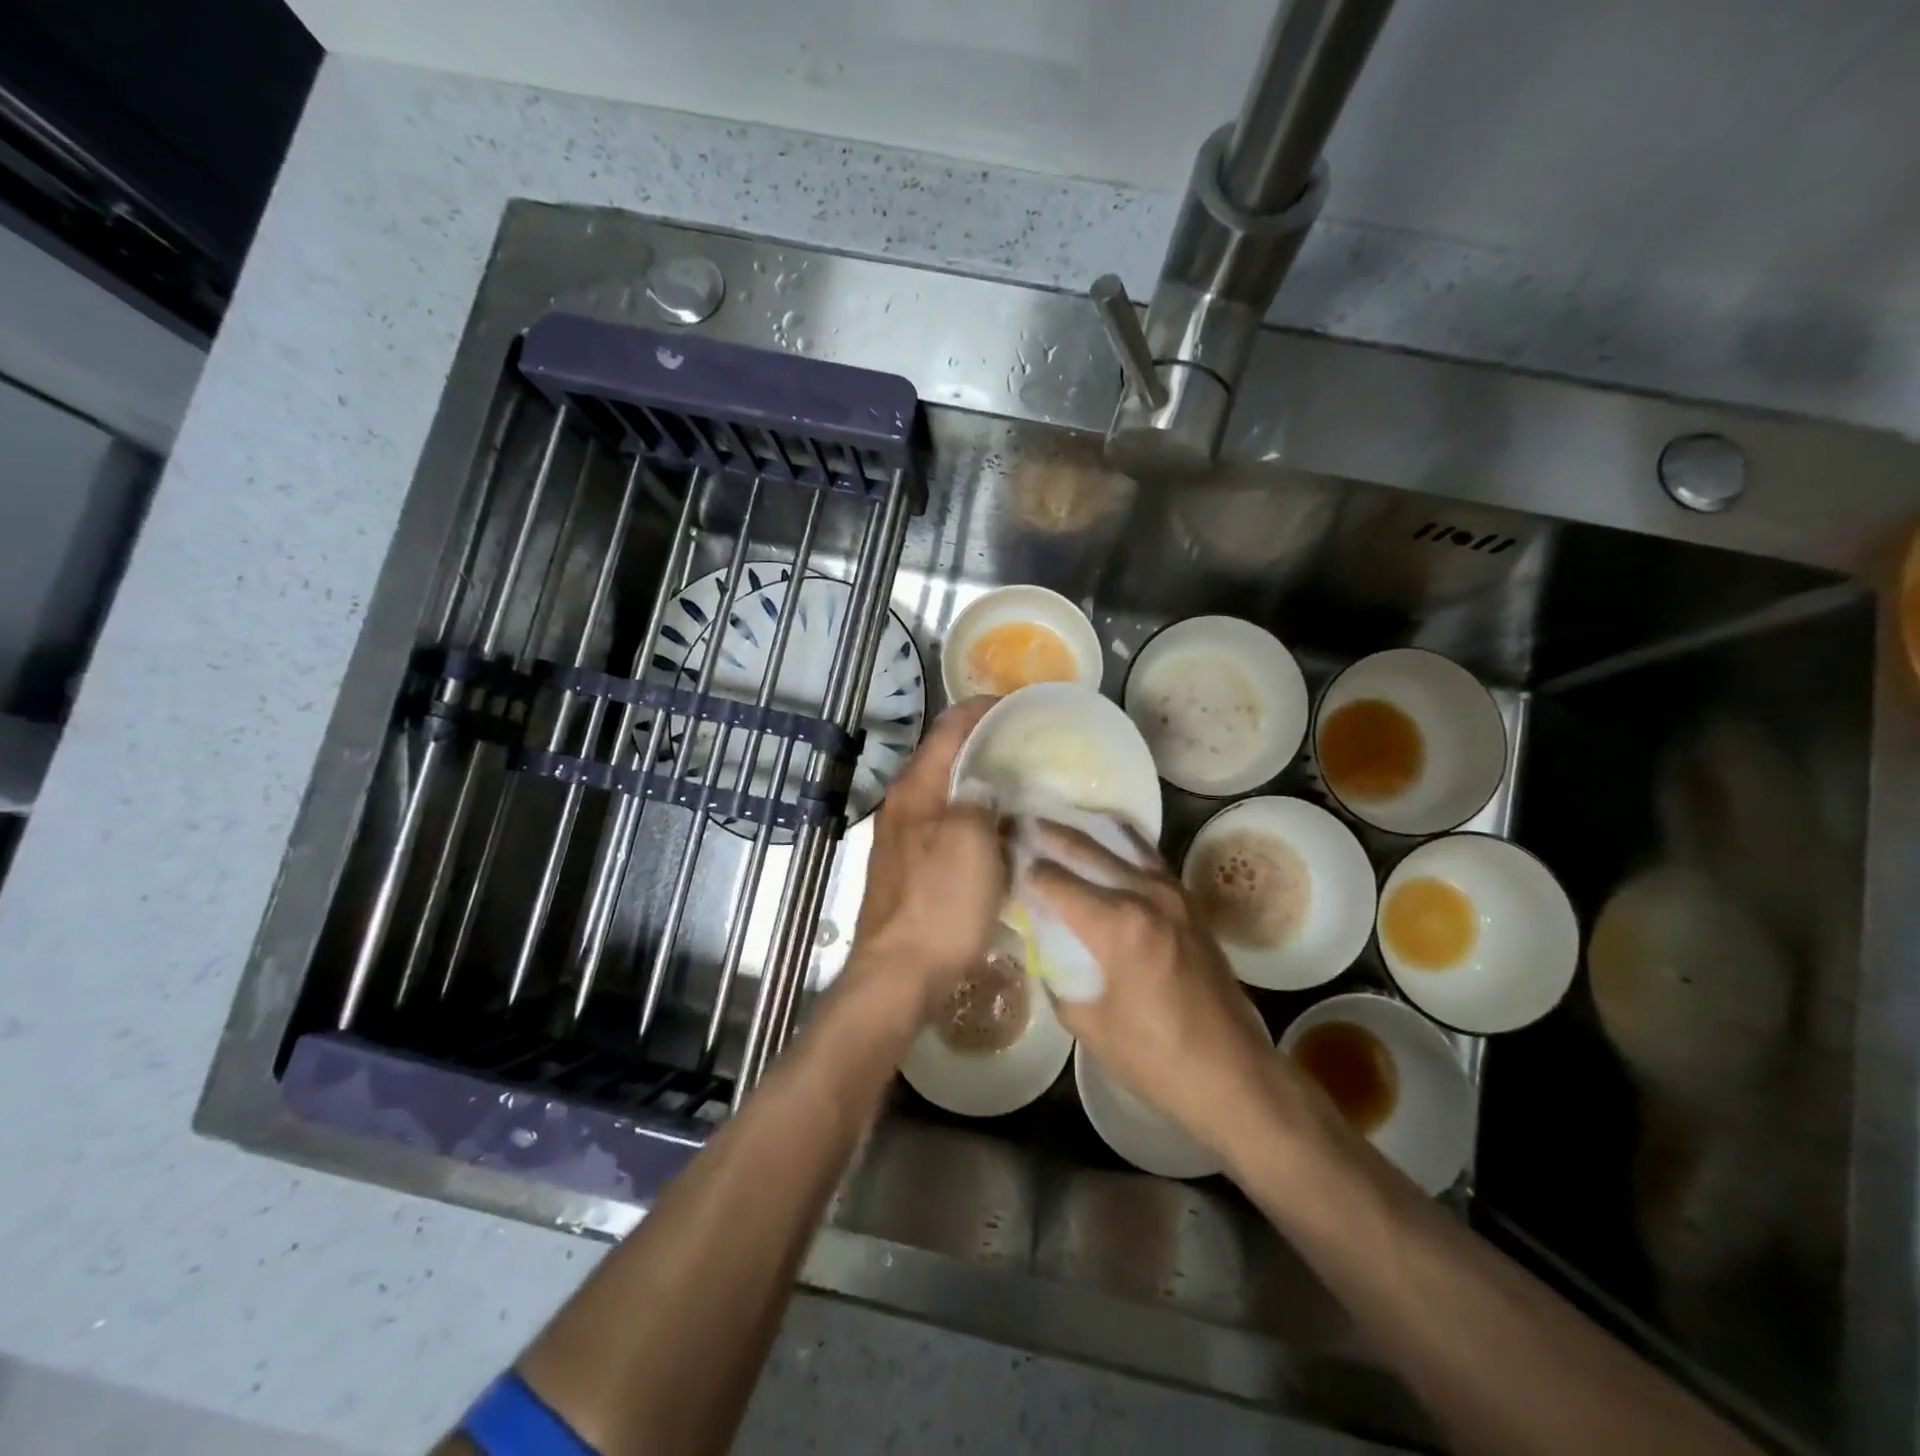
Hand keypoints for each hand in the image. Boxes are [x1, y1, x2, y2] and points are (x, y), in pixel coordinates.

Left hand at [843, 696, 1008, 1026]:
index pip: (948, 729)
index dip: (982, 709)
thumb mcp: (971, 844)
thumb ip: (980, 802)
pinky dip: (972, 817)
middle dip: (982, 745)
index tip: (1018, 705)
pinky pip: (945, 825)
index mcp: (916, 789)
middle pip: (944, 759)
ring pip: (945, 794)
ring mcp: (901, 838)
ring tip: (1020, 785)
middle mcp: (903, 805)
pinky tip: (998, 831)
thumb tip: (986, 784)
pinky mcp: (907, 868)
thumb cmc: (939, 905)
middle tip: (1027, 746)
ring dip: (978, 783)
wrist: (898, 974)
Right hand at [1027, 824, 1316, 1160]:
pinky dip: (1121, 846)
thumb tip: (1039, 949)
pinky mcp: (1191, 903)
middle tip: (1018, 823)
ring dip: (1085, 833)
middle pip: (1086, 849)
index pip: (1055, 881)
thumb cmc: (1154, 1057)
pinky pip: (1149, 859)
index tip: (999, 856)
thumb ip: (1057, 977)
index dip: (1022, 869)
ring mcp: (1174, 894)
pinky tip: (1105, 845)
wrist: (1232, 1074)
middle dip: (1047, 835)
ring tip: (1055, 824)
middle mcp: (1146, 894)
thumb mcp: (1088, 1023)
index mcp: (1117, 924)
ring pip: (1122, 843)